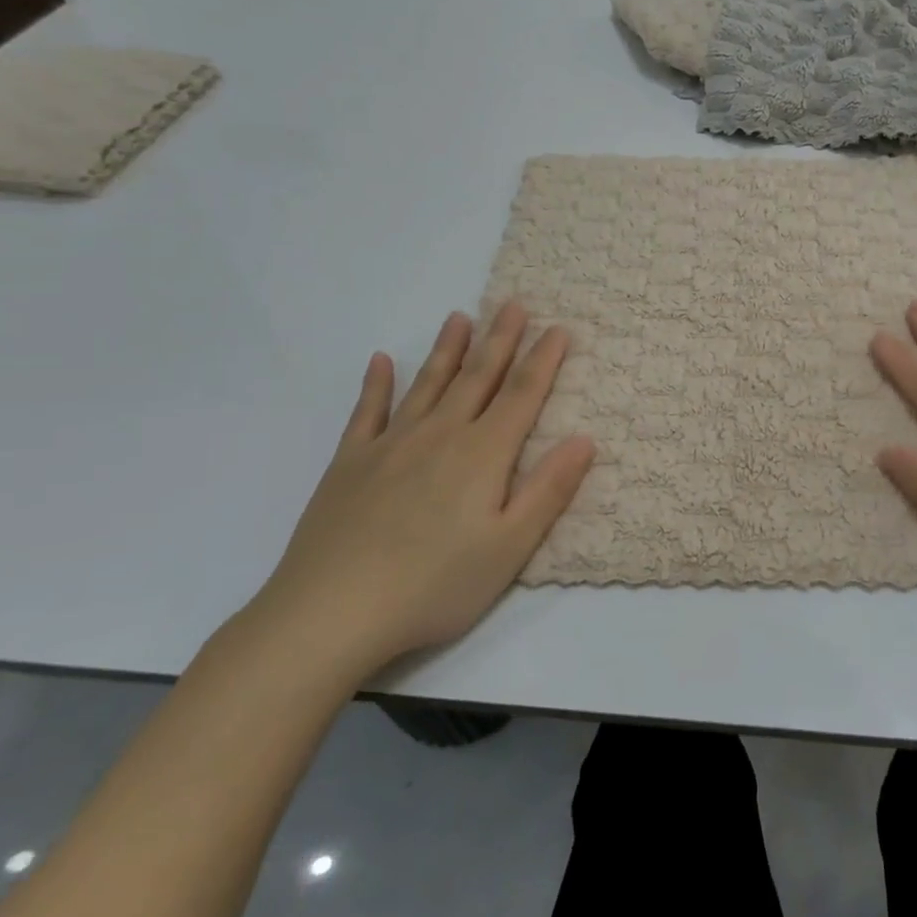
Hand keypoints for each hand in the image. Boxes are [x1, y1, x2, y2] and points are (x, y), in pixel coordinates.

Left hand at [248, 303, 593, 679]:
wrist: (330, 613)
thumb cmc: (435, 585)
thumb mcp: (510, 547)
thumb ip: (549, 490)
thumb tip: (585, 439)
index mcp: (483, 454)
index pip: (522, 395)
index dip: (544, 360)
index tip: (559, 328)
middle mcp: (440, 435)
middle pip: (478, 377)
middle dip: (500, 339)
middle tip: (514, 303)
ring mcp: (390, 445)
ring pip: (428, 384)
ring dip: (448, 349)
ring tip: (460, 317)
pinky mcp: (349, 464)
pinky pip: (367, 412)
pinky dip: (376, 384)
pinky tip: (382, 361)